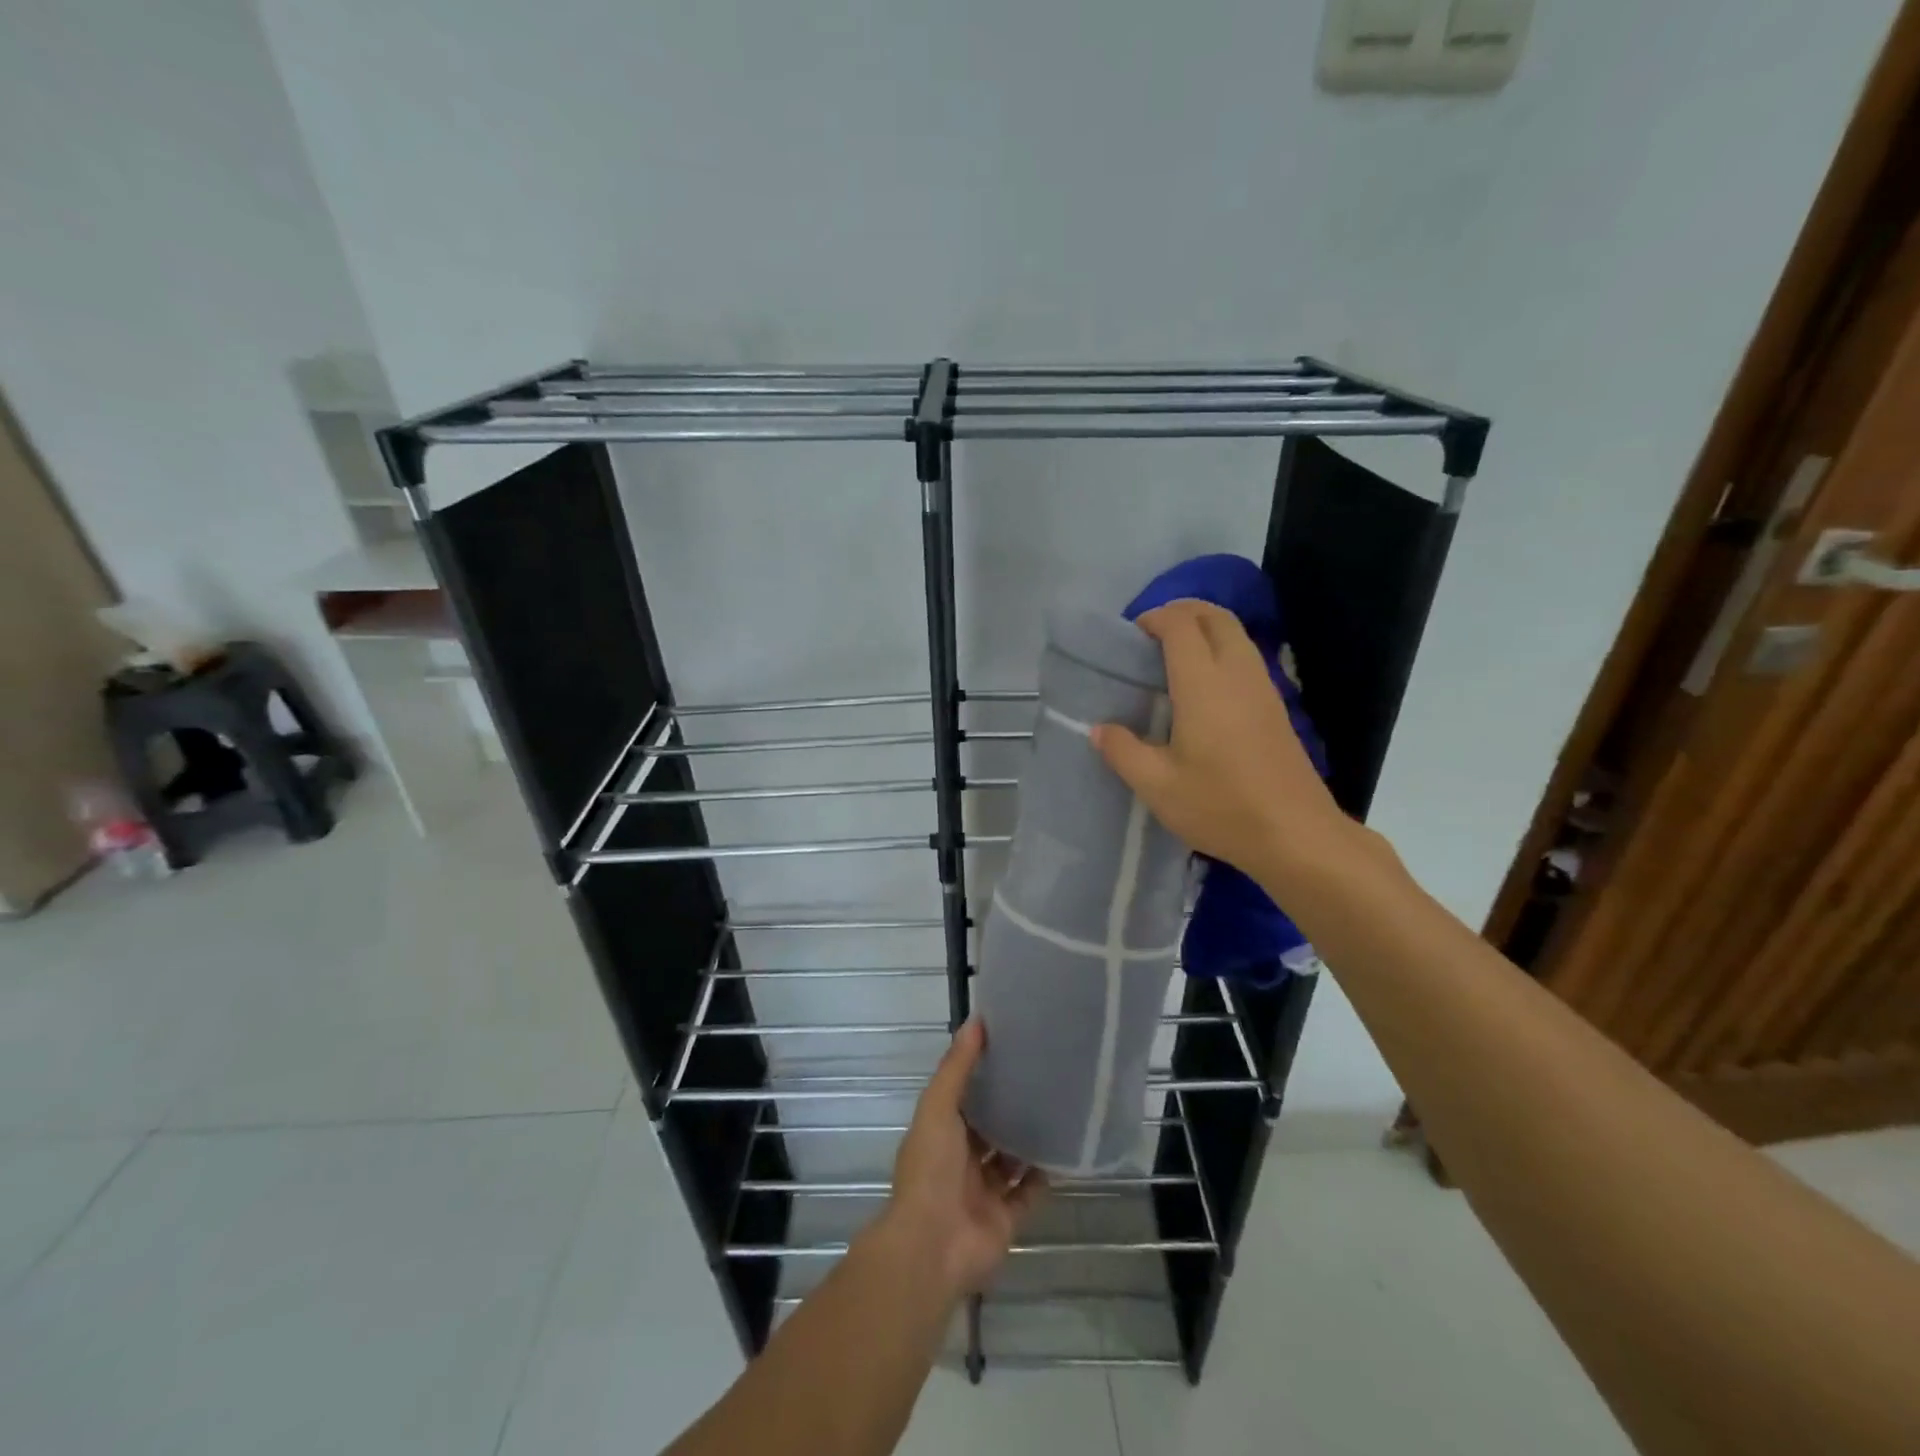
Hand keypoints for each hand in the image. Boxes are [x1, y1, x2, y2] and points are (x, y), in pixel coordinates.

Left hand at [880, 1020, 1045, 1297]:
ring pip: (1010, 1160)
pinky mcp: (1007, 1219)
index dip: (983, 1074)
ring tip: (1059, 1106)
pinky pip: (1030, 1193)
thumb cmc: (930, 1168)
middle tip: (1043, 1074)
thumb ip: (957, 1066)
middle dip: (1009, 1106)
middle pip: (989, 1128)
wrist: (933, 1245)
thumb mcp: (938, 1106)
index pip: (964, 1097)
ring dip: (1028, 1139)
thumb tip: (976, 1020)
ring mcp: (983, 1191)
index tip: (1011, 1048)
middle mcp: (960, 1160)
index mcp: (940, 1133)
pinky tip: (1066, 1149)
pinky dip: (1045, 1175)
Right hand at [1091, 599, 1350, 879]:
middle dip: (1182, 611)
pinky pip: (1246, 657)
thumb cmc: (1220, 806)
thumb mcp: (1157, 786)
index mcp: (1203, 684)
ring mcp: (1263, 688)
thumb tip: (1100, 729)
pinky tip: (1202, 689)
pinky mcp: (1276, 707)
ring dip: (1204, 630)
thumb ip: (1123, 751)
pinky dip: (1220, 651)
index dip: (1154, 618)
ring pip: (1235, 634)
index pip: (1180, 625)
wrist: (1295, 834)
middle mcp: (1237, 673)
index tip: (1130, 638)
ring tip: (1171, 659)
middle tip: (1151, 637)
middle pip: (1214, 616)